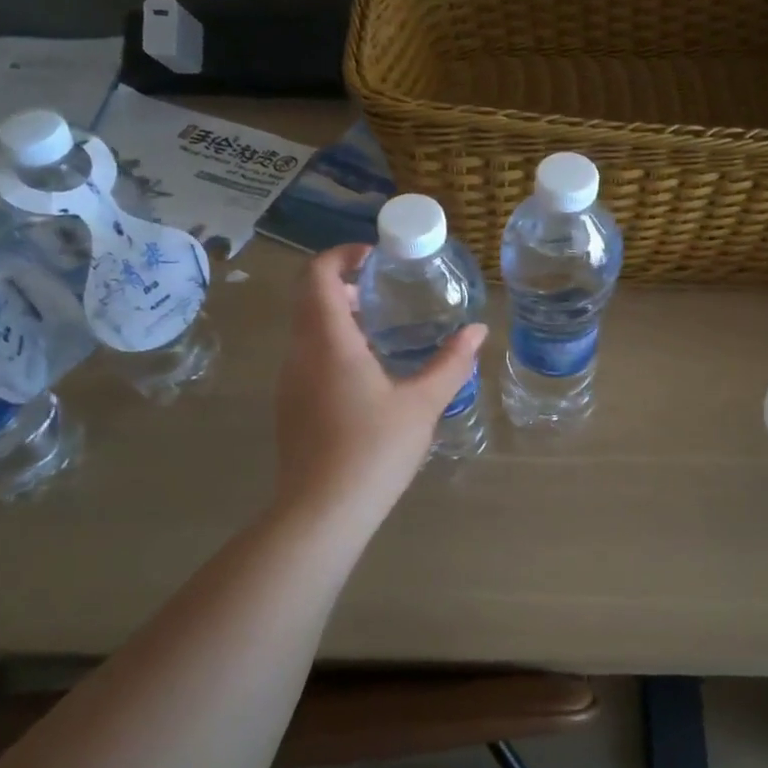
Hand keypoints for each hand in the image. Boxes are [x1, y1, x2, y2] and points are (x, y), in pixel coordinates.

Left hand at [270, 244, 486, 531]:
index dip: (341, 255)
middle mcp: (299, 354)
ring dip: (336, 317)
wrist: (322, 512)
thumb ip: (451, 363)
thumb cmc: (374, 450)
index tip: (374, 256)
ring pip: (306, 330)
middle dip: (342, 284)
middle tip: (382, 290)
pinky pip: (306, 358)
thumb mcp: (422, 404)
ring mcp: (289, 382)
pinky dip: (331, 346)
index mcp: (328, 341)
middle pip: (309, 298)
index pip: (318, 275)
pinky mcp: (290, 407)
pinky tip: (366, 375)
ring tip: (379, 330)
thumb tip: (479, 331)